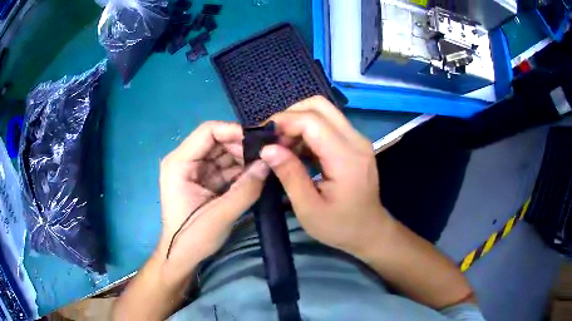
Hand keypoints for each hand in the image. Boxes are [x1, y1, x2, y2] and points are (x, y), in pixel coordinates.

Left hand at [158, 121, 268, 283]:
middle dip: (242, 146)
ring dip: (243, 158)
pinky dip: (240, 170)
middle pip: (216, 140)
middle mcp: (184, 161)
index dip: (234, 131)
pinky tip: (256, 174)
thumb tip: (269, 163)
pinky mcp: (203, 180)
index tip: (260, 141)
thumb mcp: (221, 215)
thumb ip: (246, 189)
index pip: (208, 132)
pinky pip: (224, 167)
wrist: (182, 257)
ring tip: (265, 164)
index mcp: (179, 163)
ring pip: (222, 153)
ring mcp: (194, 170)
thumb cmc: (193, 238)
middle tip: (267, 155)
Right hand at [260, 96, 391, 255]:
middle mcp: (356, 141)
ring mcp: (357, 140)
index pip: (312, 121)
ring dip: (298, 122)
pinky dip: (307, 131)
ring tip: (282, 146)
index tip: (263, 137)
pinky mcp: (354, 144)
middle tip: (274, 139)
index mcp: (346, 158)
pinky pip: (328, 124)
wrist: (369, 231)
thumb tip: (267, 148)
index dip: (284, 122)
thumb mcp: (309, 208)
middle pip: (320, 105)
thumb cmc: (340, 226)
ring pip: (323, 112)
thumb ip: (289, 175)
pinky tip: (296, 151)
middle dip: (291, 115)